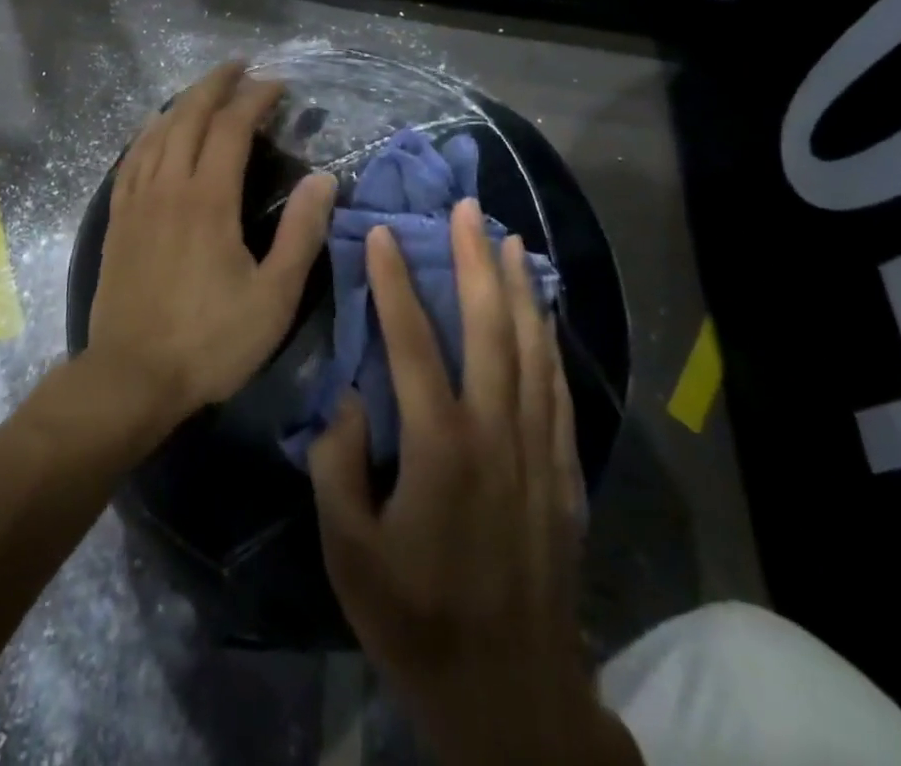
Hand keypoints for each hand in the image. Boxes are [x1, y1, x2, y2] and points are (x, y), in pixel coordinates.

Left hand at [86, 61, 337, 438]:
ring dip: (182, 102)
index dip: (255, 98)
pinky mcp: (117, 219)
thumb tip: (323, 180)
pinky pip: (131, 158)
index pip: (231, 128)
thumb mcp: (273, 297)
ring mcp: (137, 200)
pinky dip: (148, 132)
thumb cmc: (210, 341)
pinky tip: (155, 130)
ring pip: (156, 131)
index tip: (277, 84)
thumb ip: (301, 234)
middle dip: (216, 85)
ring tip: (203, 88)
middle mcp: (168, 186)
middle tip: (239, 66)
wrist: (131, 377)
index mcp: (208, 200)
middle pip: (189, 116)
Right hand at [309, 201, 636, 765]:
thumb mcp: (349, 550)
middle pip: (489, 326)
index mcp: (440, 446)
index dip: (395, 283)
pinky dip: (548, 336)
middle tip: (466, 208)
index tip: (384, 234)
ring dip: (517, 285)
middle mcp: (495, 431)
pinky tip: (542, 310)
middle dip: (474, 260)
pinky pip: (556, 385)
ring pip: (531, 345)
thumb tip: (349, 396)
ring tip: (505, 238)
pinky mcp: (562, 468)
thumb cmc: (416, 618)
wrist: (510, 692)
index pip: (413, 342)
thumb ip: (338, 464)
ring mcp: (537, 446)